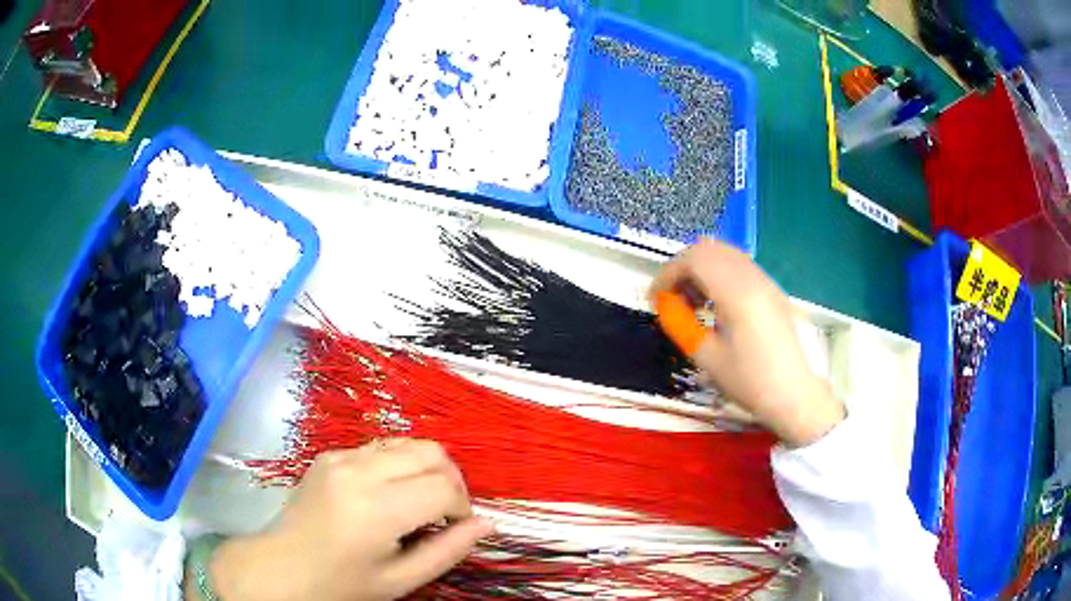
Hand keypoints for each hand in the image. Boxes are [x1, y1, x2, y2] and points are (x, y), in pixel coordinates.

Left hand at [206, 439, 493, 600]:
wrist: (283, 567)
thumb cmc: (342, 584)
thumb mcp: (401, 580)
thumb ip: (448, 551)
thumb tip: (487, 524)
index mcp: (376, 508)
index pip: (444, 487)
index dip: (462, 508)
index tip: (456, 529)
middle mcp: (358, 471)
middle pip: (432, 452)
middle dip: (452, 480)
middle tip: (445, 513)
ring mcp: (340, 457)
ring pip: (408, 443)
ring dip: (427, 468)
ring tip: (420, 502)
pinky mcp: (329, 454)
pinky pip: (380, 448)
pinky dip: (399, 466)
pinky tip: (389, 495)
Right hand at [650, 240, 844, 446]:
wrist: (795, 395)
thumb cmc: (751, 381)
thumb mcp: (708, 358)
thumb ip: (681, 325)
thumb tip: (665, 306)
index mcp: (737, 292)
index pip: (694, 259)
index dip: (667, 273)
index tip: (655, 298)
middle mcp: (753, 277)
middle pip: (709, 249)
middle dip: (682, 268)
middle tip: (671, 298)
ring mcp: (765, 281)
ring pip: (725, 254)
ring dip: (701, 270)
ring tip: (691, 302)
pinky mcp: (772, 290)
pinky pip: (739, 267)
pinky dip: (719, 275)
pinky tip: (715, 305)